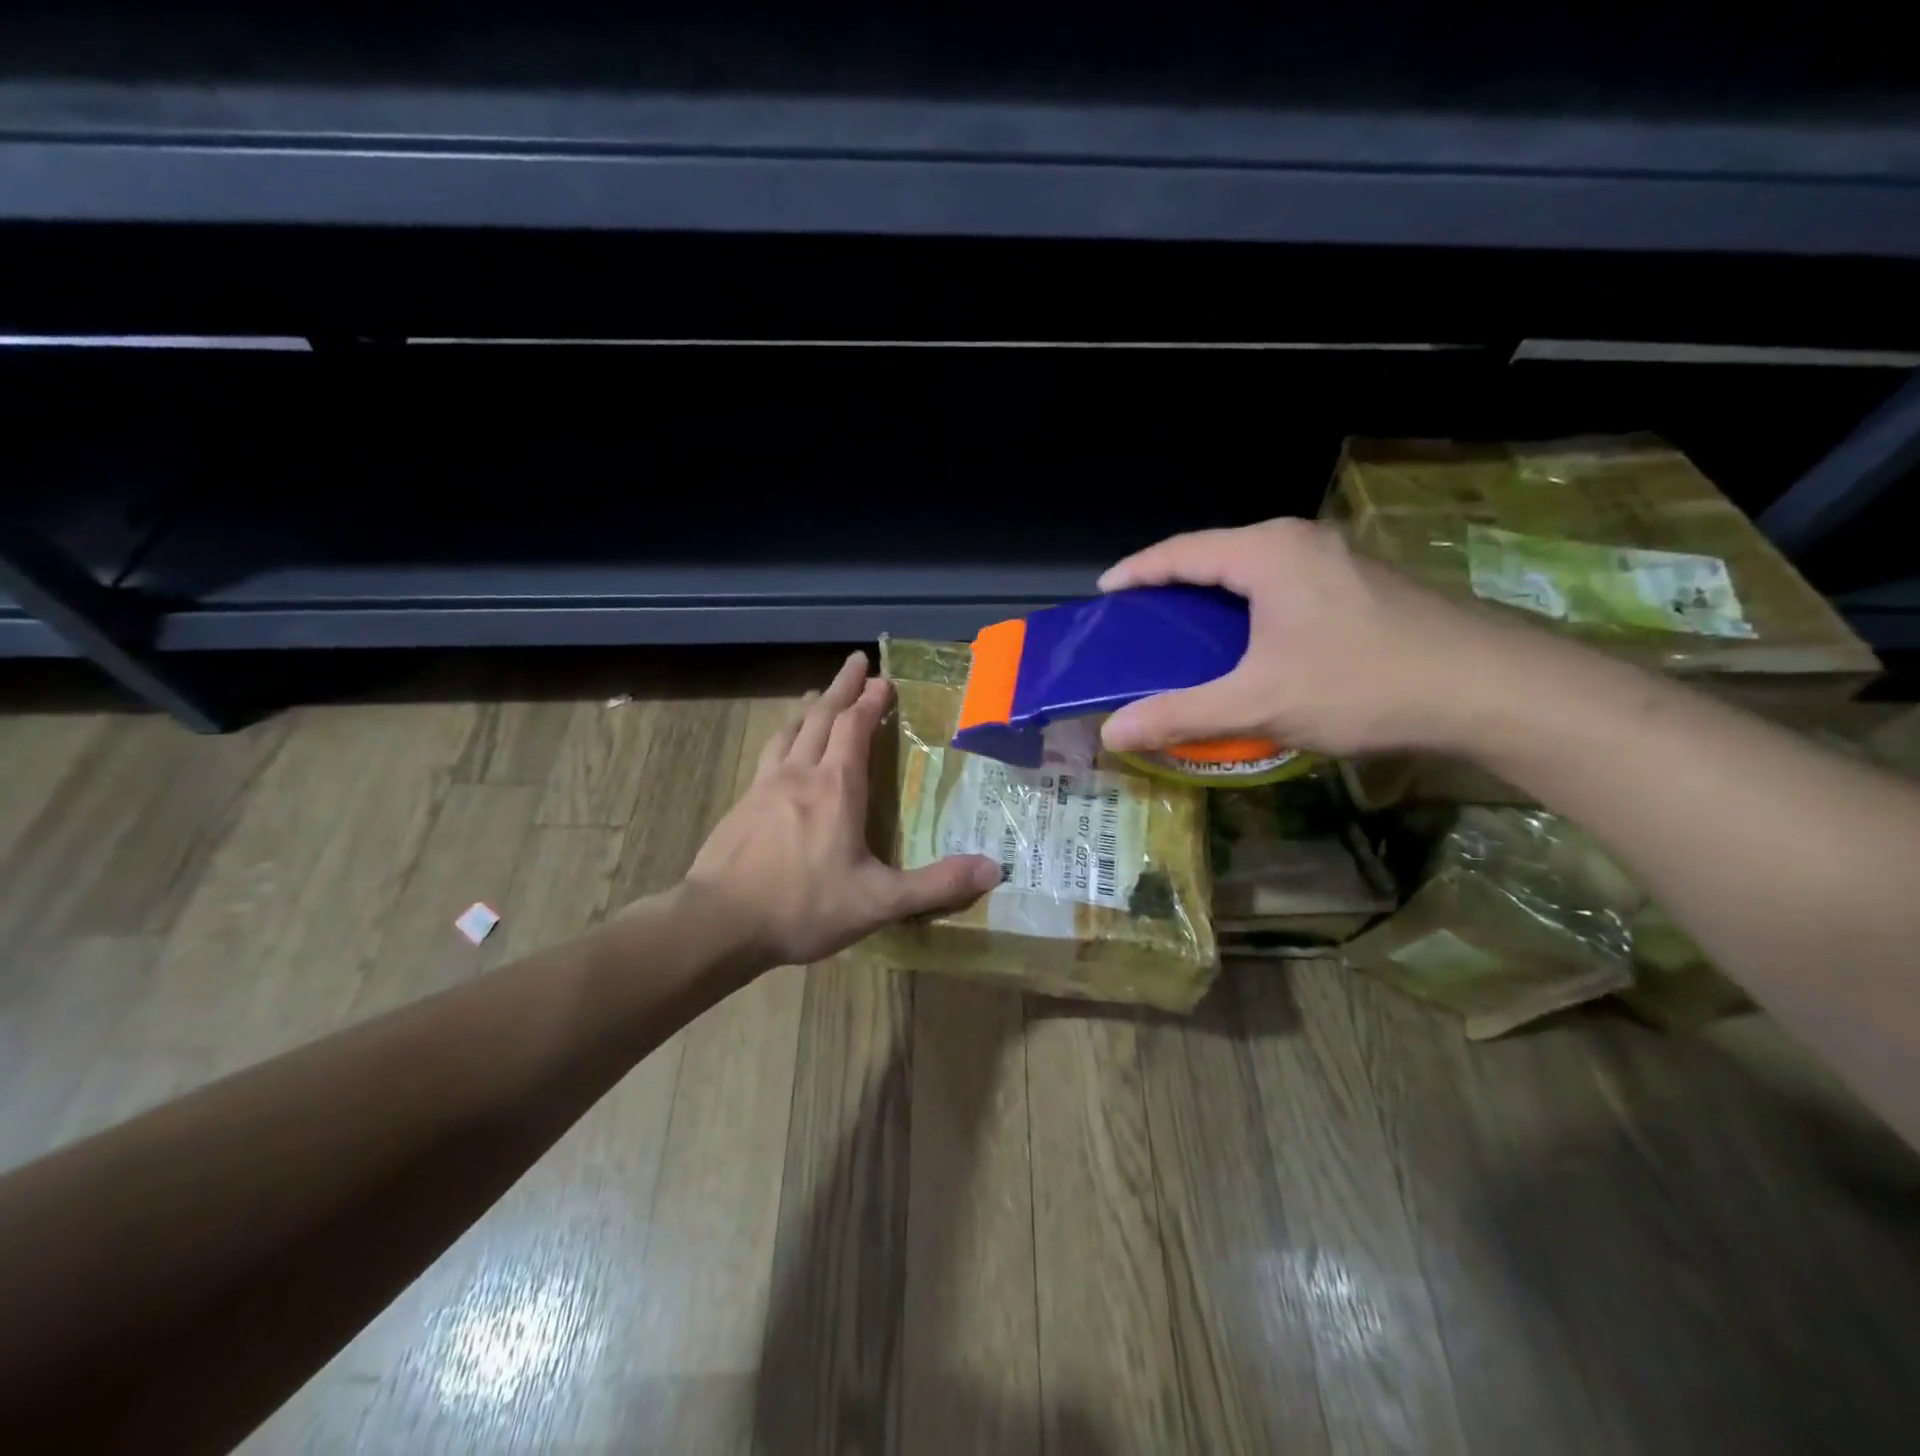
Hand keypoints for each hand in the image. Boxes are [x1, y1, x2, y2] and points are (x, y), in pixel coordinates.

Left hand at [685, 651, 1001, 966]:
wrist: (719, 922)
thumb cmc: (803, 906)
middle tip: (856, 661)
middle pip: (821, 716)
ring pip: (790, 731)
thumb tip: (993, 868)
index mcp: (836, 787)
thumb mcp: (878, 902)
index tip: (883, 680)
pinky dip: (785, 737)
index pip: (854, 727)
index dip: (870, 701)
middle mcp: (800, 774)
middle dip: (842, 687)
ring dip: (809, 708)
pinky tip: (783, 751)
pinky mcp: (741, 805)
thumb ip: (936, 885)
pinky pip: (769, 755)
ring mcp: (764, 786)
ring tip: (818, 695)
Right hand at [1097, 518, 1517, 758]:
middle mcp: (1301, 541)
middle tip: (1140, 621)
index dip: (1136, 571)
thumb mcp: (1259, 703)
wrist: (1491, 690)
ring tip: (1186, 634)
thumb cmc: (1362, 684)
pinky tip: (1250, 644)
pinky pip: (1284, 585)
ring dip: (1214, 598)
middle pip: (1216, 555)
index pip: (1180, 552)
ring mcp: (1338, 558)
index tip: (1104, 593)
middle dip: (1172, 585)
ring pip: (1254, 571)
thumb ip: (1179, 715)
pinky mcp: (1363, 583)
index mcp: (1267, 553)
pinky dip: (1250, 608)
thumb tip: (1110, 732)